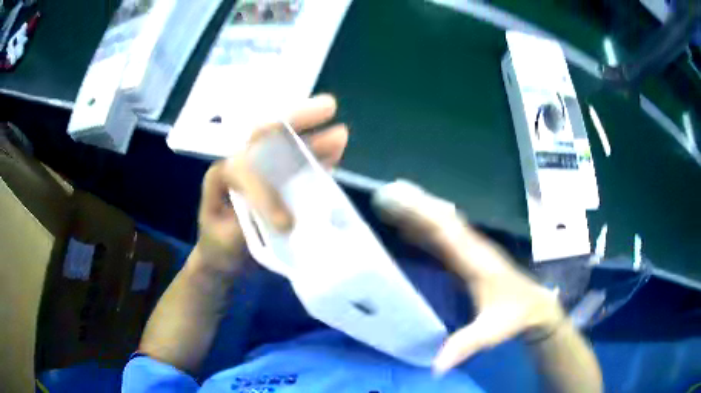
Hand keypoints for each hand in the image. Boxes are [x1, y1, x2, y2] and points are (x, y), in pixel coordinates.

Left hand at [194, 94, 348, 275]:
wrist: (223, 258)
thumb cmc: (218, 247)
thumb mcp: (222, 240)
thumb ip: (246, 225)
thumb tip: (287, 219)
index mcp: (223, 174)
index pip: (244, 167)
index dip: (265, 190)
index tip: (285, 224)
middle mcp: (244, 165)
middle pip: (269, 137)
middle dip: (297, 121)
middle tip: (328, 107)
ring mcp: (264, 173)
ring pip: (289, 149)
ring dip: (315, 140)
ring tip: (340, 133)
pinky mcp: (280, 185)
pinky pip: (300, 168)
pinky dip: (318, 161)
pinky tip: (335, 154)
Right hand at [374, 181, 562, 374]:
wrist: (535, 306)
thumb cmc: (513, 316)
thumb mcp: (491, 332)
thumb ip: (464, 345)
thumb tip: (435, 367)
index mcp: (476, 262)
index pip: (446, 233)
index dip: (422, 216)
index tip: (400, 201)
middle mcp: (472, 248)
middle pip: (441, 220)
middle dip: (414, 206)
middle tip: (386, 193)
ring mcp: (471, 250)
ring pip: (442, 224)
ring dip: (418, 212)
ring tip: (392, 201)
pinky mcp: (469, 256)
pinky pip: (443, 237)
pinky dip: (425, 227)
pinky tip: (409, 227)